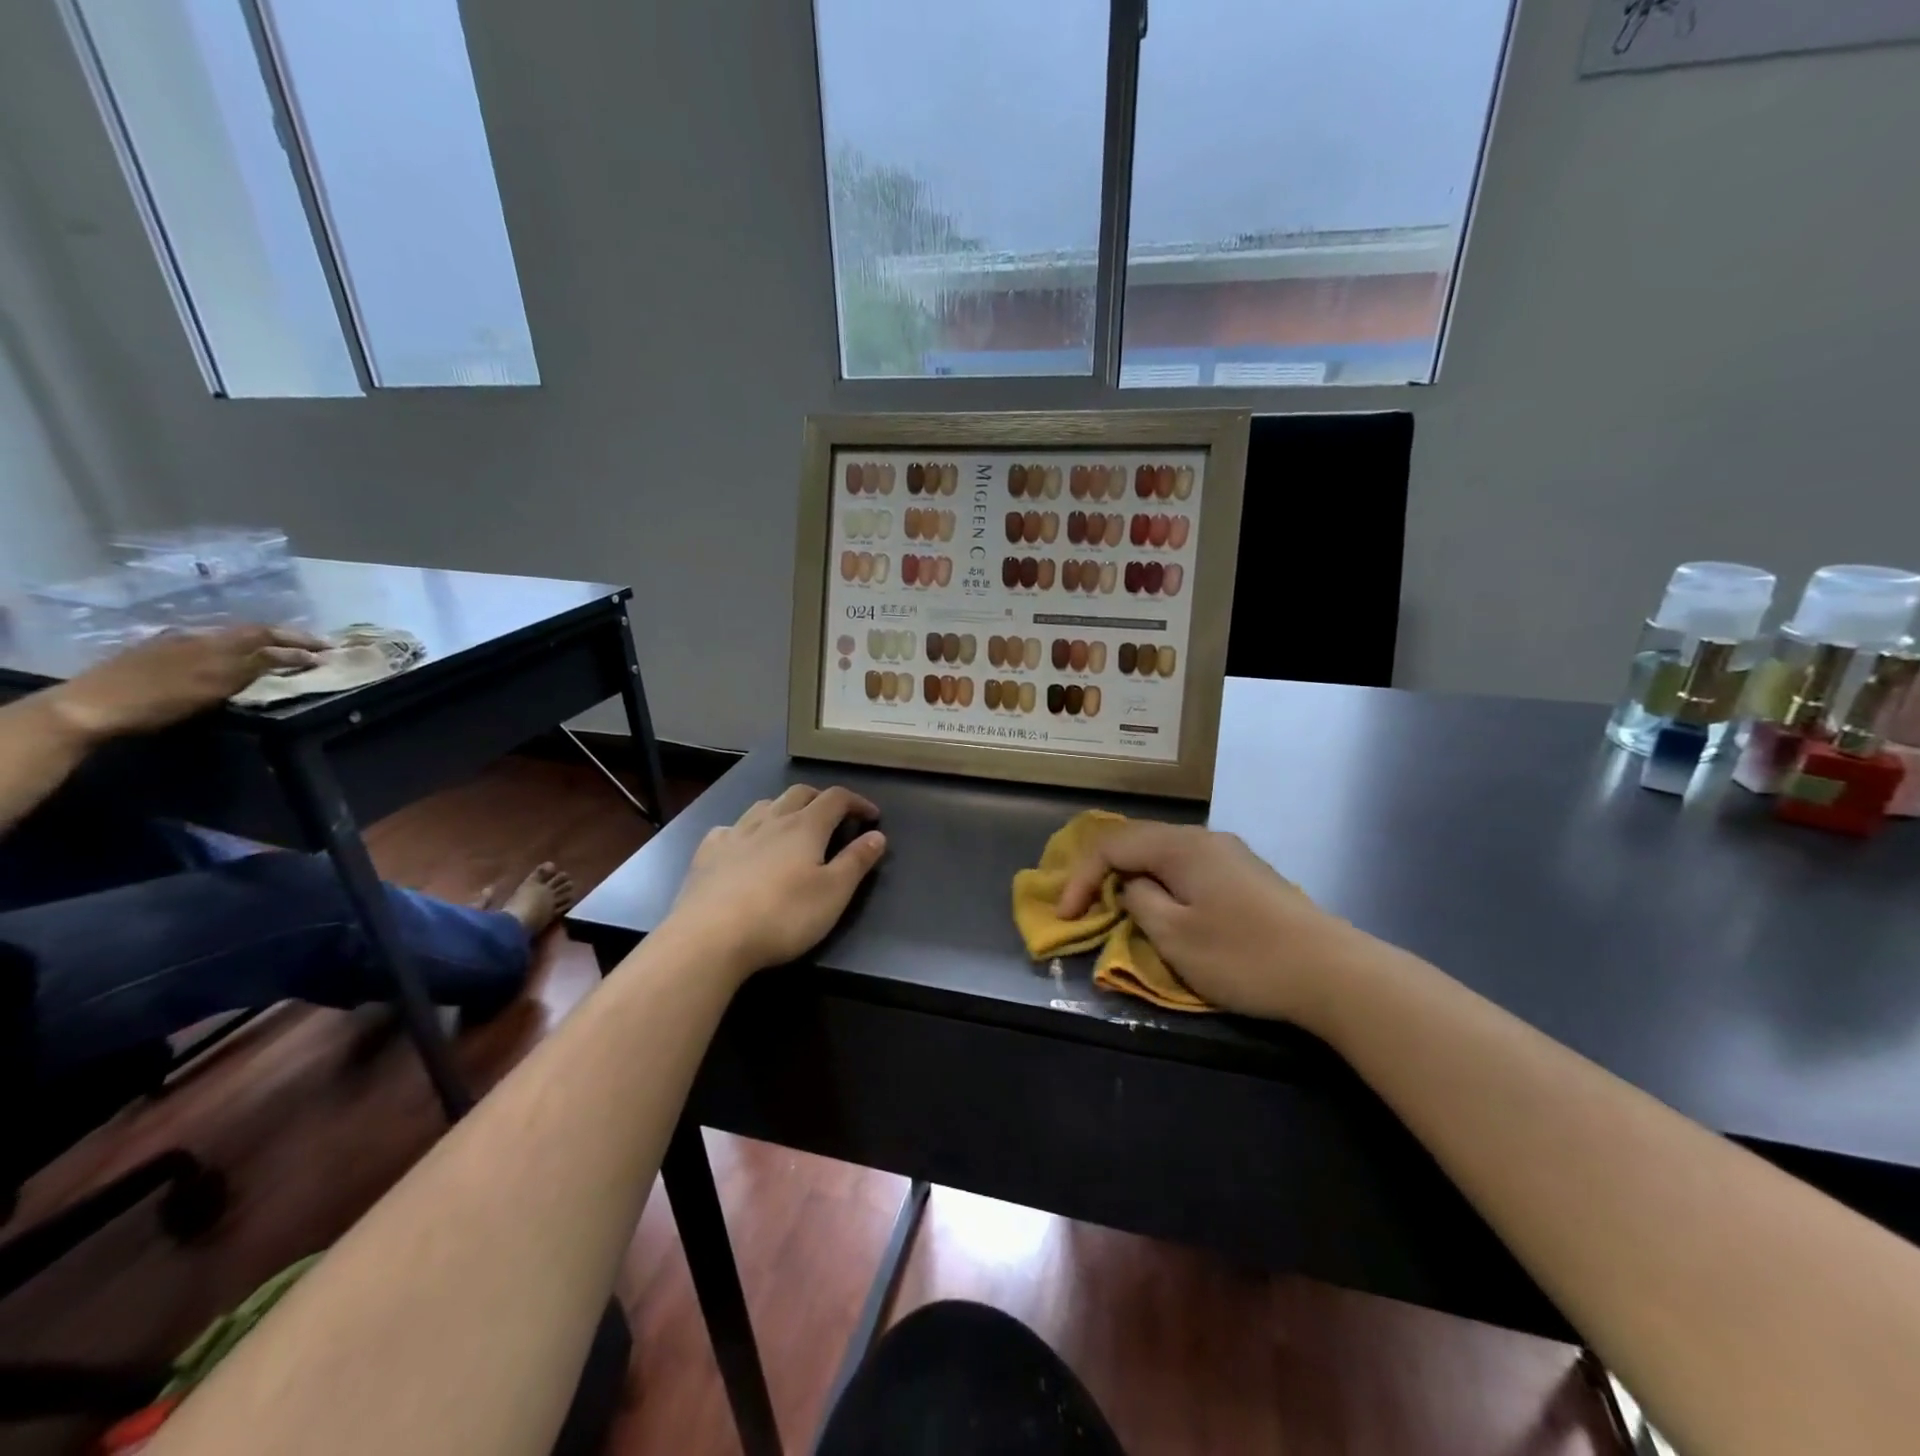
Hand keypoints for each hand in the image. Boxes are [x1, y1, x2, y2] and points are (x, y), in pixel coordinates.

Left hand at [45, 625, 325, 742]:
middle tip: (315, 646)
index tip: (329, 651)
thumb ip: (252, 667)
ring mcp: (175, 644)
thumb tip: (289, 655)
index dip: (300, 643)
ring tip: (281, 650)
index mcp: (215, 643)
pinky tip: (234, 658)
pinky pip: (210, 645)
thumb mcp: (214, 685)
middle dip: (286, 638)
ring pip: (230, 637)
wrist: (89, 707)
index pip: (268, 636)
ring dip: (261, 642)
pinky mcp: (158, 655)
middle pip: (251, 633)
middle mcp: (199, 636)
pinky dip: (235, 649)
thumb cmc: (157, 701)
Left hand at [665, 785, 886, 980]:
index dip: (857, 802)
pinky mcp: (708, 853)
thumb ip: (857, 861)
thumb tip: (877, 835)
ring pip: (764, 805)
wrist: (710, 937)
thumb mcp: (833, 893)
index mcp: (806, 827)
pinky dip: (746, 830)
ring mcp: (735, 833)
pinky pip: (730, 828)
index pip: (836, 798)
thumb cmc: (782, 916)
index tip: (872, 817)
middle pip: (799, 793)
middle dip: (821, 799)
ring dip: (784, 808)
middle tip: (834, 817)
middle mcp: (771, 820)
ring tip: (792, 826)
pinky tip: (744, 846)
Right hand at [1056, 822, 1370, 1024]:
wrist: (1333, 973)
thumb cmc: (1244, 955)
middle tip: (1085, 907)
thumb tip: (1134, 888)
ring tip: (1119, 909)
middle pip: (1137, 842)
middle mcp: (1204, 838)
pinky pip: (1188, 869)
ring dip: (1134, 879)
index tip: (1066, 918)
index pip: (1112, 845)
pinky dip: (1163, 885)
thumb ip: (1139, 903)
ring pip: (1164, 855)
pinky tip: (1166, 910)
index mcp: (1180, 845)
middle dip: (1104, 873)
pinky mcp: (1247, 876)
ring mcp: (1230, 855)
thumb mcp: (1175, 936)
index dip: (1081, 878)